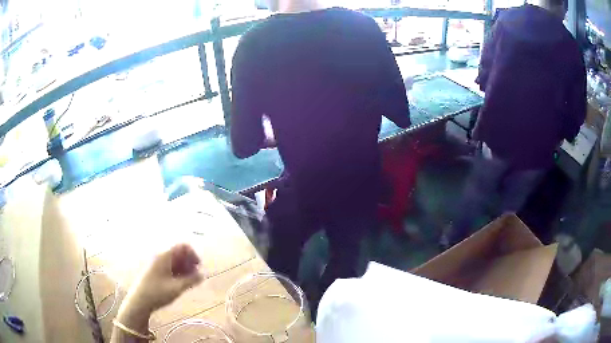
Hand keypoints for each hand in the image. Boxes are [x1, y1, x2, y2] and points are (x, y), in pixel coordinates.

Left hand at [121, 244, 203, 315]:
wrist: (139, 300)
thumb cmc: (157, 293)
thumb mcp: (177, 288)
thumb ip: (191, 280)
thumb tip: (202, 275)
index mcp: (165, 256)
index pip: (182, 246)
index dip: (193, 254)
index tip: (198, 267)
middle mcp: (160, 256)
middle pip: (179, 253)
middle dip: (189, 262)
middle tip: (195, 276)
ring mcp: (157, 263)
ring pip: (174, 260)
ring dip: (184, 268)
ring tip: (189, 282)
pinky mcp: (155, 270)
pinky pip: (169, 266)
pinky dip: (177, 272)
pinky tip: (180, 283)